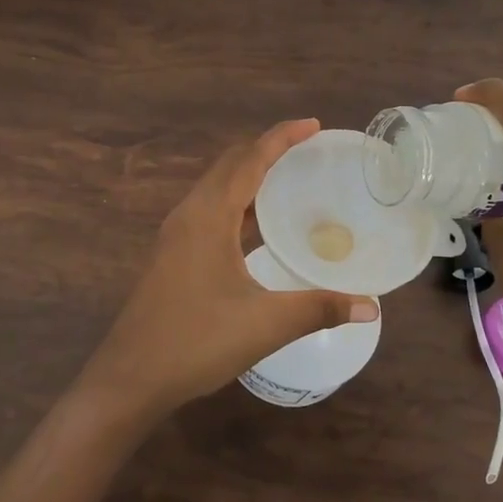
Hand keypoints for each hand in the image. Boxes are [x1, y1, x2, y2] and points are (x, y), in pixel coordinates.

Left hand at [76, 119, 378, 416]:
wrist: (131, 377)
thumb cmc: (196, 341)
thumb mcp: (265, 324)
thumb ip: (319, 308)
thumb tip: (370, 304)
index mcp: (208, 216)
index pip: (249, 161)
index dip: (281, 138)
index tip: (313, 124)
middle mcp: (188, 215)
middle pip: (229, 167)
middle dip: (266, 151)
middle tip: (307, 150)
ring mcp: (175, 236)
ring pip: (216, 190)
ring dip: (249, 178)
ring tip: (288, 181)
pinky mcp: (172, 257)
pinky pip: (209, 213)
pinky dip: (237, 206)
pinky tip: (257, 227)